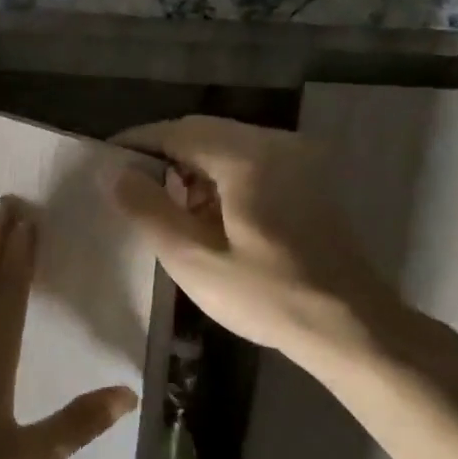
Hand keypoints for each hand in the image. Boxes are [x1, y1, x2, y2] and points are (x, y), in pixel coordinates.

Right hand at [106, 116, 420, 371]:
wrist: (353, 327)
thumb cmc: (267, 296)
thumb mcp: (193, 260)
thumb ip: (148, 210)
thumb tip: (115, 173)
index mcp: (247, 158)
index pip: (177, 131)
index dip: (137, 141)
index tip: (104, 158)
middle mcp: (275, 145)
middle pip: (202, 131)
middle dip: (161, 152)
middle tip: (127, 182)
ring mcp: (298, 160)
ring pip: (226, 144)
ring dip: (190, 165)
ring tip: (163, 203)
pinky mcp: (308, 180)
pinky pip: (250, 160)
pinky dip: (218, 175)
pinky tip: (206, 212)